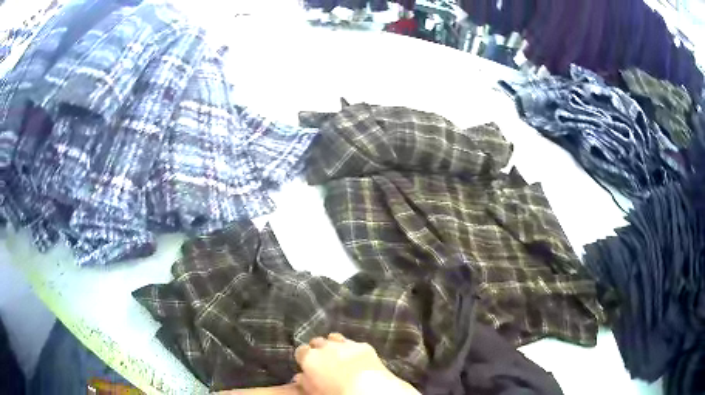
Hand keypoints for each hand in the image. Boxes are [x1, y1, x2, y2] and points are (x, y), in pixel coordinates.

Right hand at [292, 333, 419, 394]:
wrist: (367, 392)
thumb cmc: (335, 394)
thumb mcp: (312, 391)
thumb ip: (303, 382)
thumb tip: (299, 377)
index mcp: (309, 358)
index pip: (301, 351)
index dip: (303, 358)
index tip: (306, 365)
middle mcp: (326, 347)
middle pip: (318, 342)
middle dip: (318, 349)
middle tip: (322, 362)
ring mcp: (346, 345)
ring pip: (335, 338)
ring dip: (335, 346)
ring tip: (338, 357)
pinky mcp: (365, 347)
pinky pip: (355, 344)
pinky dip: (353, 350)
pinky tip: (357, 360)